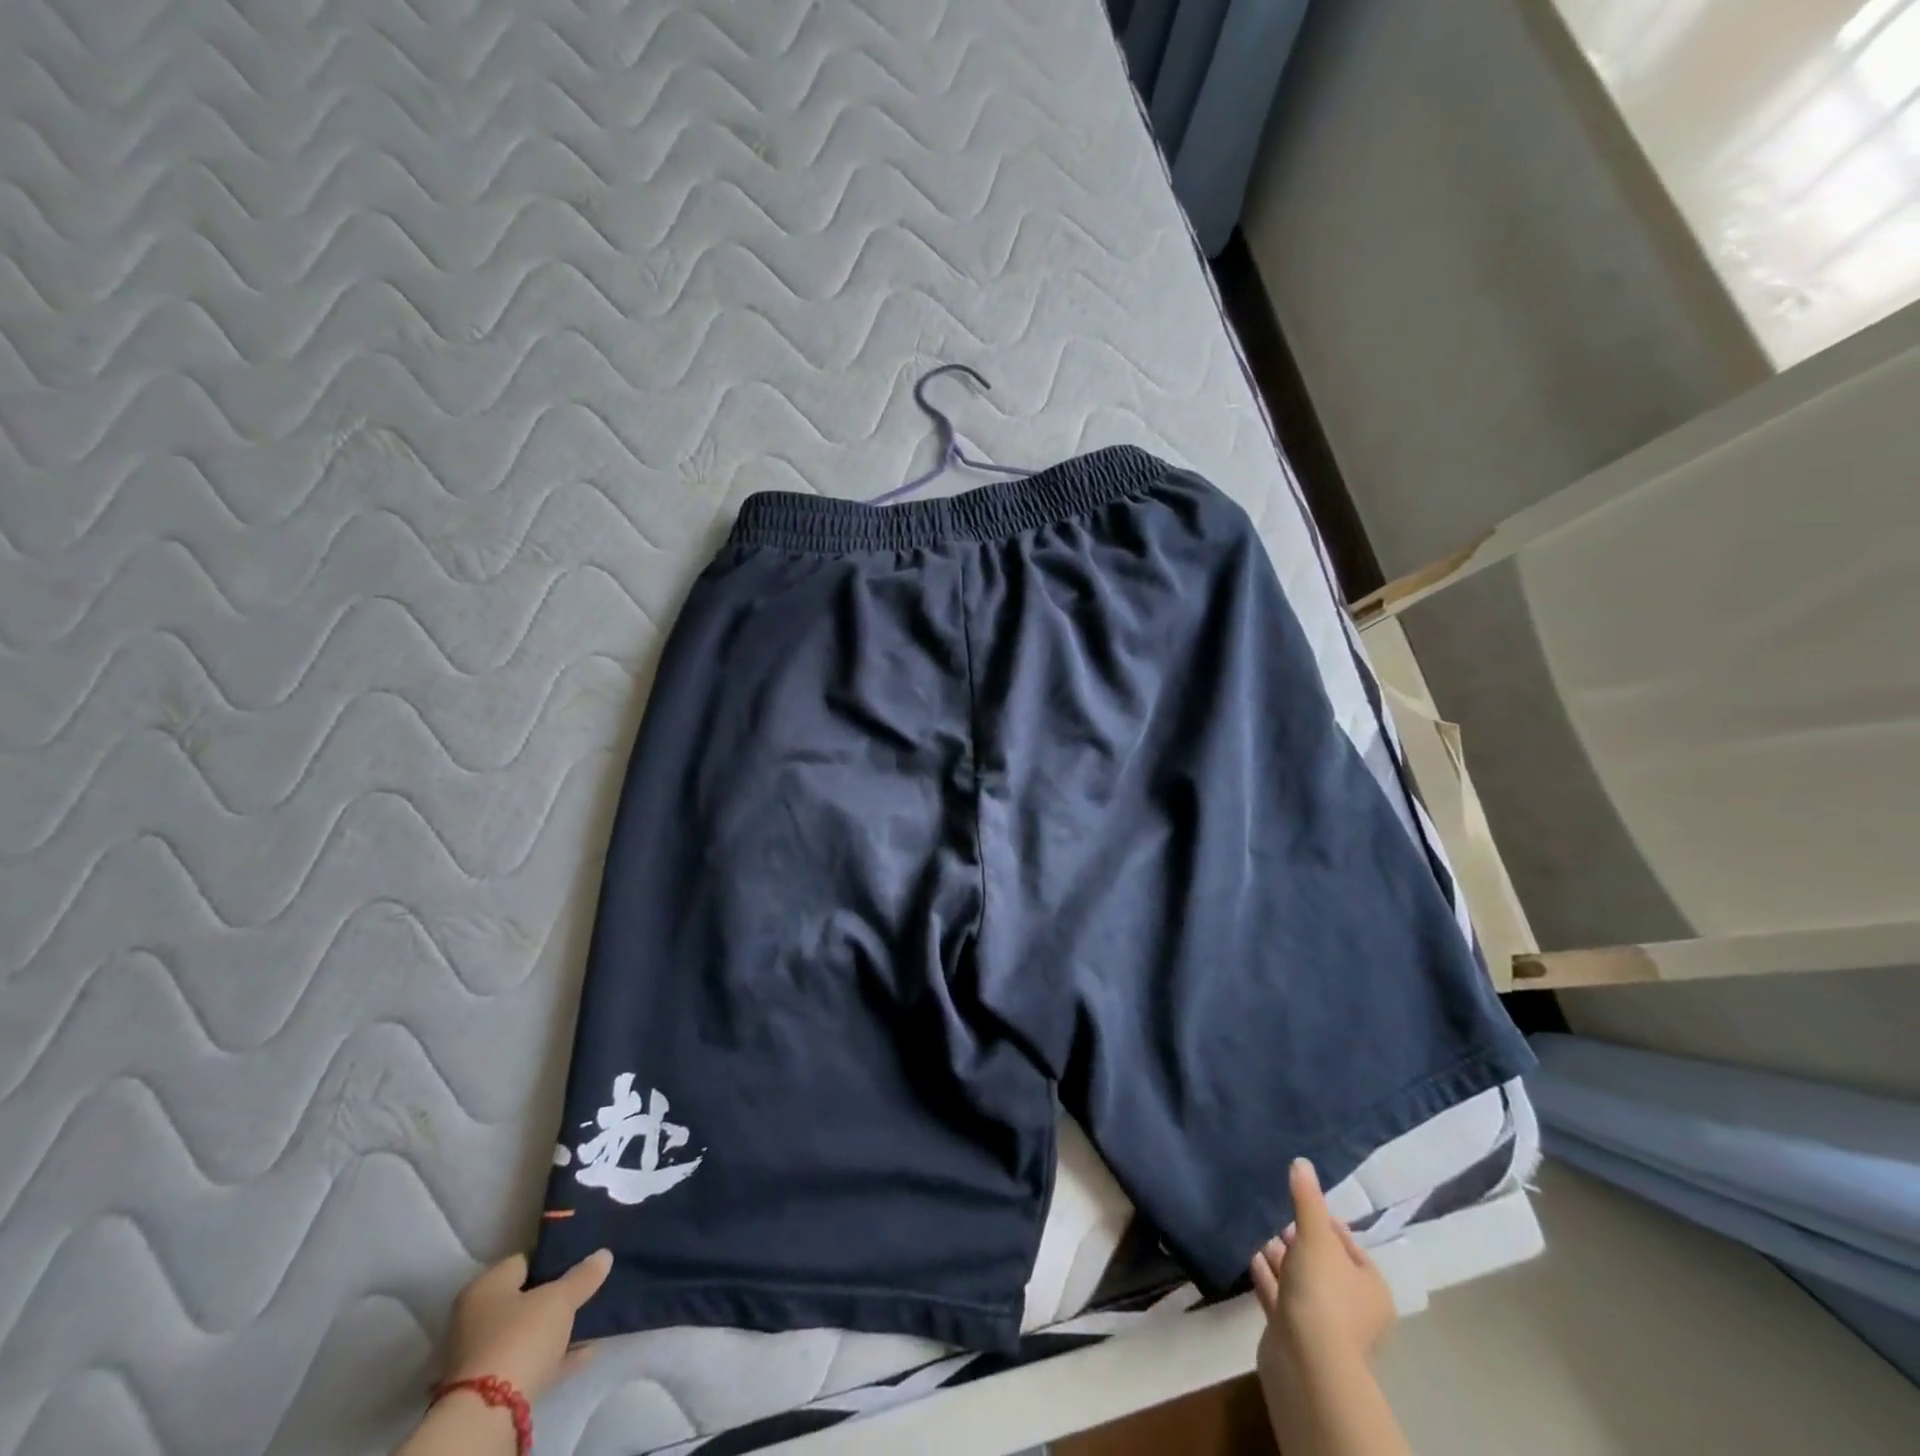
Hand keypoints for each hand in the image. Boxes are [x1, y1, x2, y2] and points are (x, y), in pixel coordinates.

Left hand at [440, 1249, 612, 1401]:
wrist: (488, 1415)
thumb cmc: (520, 1336)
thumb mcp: (560, 1299)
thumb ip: (583, 1276)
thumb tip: (603, 1255)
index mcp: (485, 1288)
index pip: (523, 1261)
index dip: (553, 1256)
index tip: (581, 1256)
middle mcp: (476, 1319)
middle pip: (524, 1298)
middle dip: (555, 1295)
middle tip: (587, 1285)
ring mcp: (483, 1356)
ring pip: (528, 1332)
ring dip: (556, 1327)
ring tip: (591, 1316)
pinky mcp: (491, 1388)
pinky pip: (531, 1360)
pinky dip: (556, 1355)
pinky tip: (587, 1351)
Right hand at [1250, 1159, 1395, 1377]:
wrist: (1306, 1362)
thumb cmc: (1324, 1294)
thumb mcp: (1316, 1237)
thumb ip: (1307, 1199)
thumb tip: (1302, 1161)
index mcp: (1369, 1285)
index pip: (1347, 1242)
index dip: (1323, 1218)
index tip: (1296, 1197)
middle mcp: (1352, 1304)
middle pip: (1322, 1260)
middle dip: (1297, 1236)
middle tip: (1271, 1211)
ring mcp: (1323, 1322)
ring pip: (1299, 1278)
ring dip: (1279, 1255)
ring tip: (1254, 1226)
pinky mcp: (1294, 1333)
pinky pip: (1280, 1295)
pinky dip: (1266, 1275)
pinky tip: (1248, 1253)